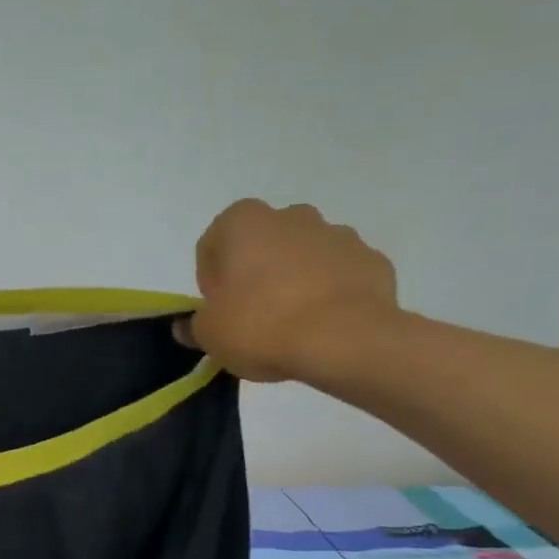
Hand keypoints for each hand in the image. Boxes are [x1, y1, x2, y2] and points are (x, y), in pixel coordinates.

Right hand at [183, 200, 399, 382]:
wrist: (346, 342)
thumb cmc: (262, 327)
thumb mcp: (210, 335)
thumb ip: (194, 326)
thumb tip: (186, 327)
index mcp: (243, 222)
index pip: (212, 246)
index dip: (211, 282)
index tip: (220, 311)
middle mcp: (291, 216)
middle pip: (261, 245)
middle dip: (254, 274)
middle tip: (252, 317)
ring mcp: (337, 234)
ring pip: (302, 256)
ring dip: (293, 281)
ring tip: (292, 325)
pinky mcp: (371, 259)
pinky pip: (339, 274)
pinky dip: (330, 293)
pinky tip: (324, 325)